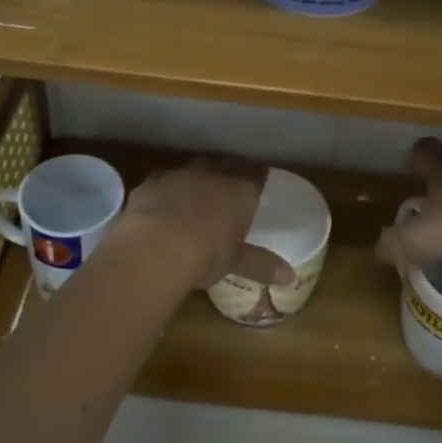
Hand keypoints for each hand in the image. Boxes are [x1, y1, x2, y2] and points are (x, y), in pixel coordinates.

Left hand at [113, 158, 291, 289]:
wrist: (156, 247)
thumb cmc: (206, 254)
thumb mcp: (236, 262)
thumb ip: (262, 265)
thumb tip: (290, 277)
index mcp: (240, 191)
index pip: (256, 174)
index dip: (258, 175)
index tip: (260, 179)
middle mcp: (212, 175)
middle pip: (224, 165)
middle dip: (227, 172)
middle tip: (228, 185)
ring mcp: (179, 175)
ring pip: (192, 168)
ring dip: (196, 178)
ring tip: (195, 194)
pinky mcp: (151, 183)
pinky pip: (162, 180)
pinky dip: (166, 189)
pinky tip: (162, 203)